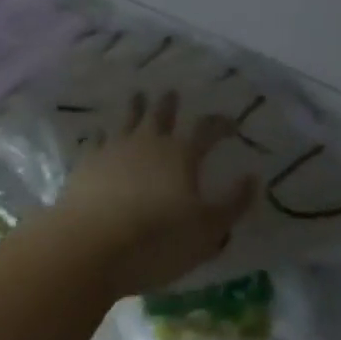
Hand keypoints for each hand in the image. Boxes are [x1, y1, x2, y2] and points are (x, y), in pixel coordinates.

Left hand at [51, 90, 256, 297]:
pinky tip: (101, 135)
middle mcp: (149, 143)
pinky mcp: (87, 164)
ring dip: (135, 107)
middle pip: (161, 115)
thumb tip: (253, 177)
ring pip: (128, 120)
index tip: (230, 122)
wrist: (90, 246)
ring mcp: (114, 149)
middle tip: (172, 93)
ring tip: (138, 96)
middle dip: (170, 104)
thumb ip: (232, 204)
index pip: (206, 130)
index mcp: (181, 155)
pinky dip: (102, 135)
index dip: (220, 124)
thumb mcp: (207, 232)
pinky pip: (97, 141)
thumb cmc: (157, 241)